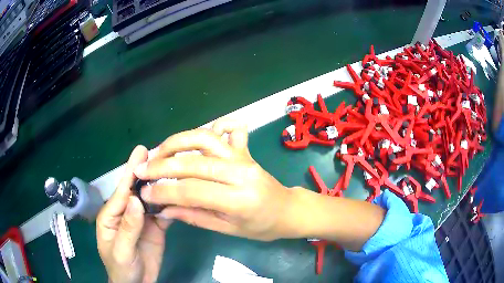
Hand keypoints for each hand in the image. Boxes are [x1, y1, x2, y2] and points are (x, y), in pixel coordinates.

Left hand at [96, 146, 171, 282]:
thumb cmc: (121, 268)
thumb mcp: (121, 251)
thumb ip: (127, 227)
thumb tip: (135, 199)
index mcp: (112, 215)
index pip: (122, 191)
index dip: (131, 172)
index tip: (141, 151)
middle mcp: (126, 212)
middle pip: (137, 191)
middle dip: (147, 173)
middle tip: (160, 153)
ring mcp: (142, 220)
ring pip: (152, 200)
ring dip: (161, 186)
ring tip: (174, 169)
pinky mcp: (155, 227)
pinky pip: (163, 213)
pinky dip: (171, 204)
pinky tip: (180, 194)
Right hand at [133, 119, 294, 240]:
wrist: (287, 210)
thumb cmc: (261, 226)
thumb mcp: (228, 229)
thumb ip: (194, 216)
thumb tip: (163, 208)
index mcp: (240, 200)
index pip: (192, 191)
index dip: (164, 192)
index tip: (144, 193)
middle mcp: (241, 172)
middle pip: (193, 163)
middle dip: (161, 166)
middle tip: (141, 170)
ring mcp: (243, 156)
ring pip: (204, 139)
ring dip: (176, 142)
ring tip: (157, 152)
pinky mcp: (244, 149)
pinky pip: (226, 129)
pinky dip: (208, 128)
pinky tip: (192, 139)